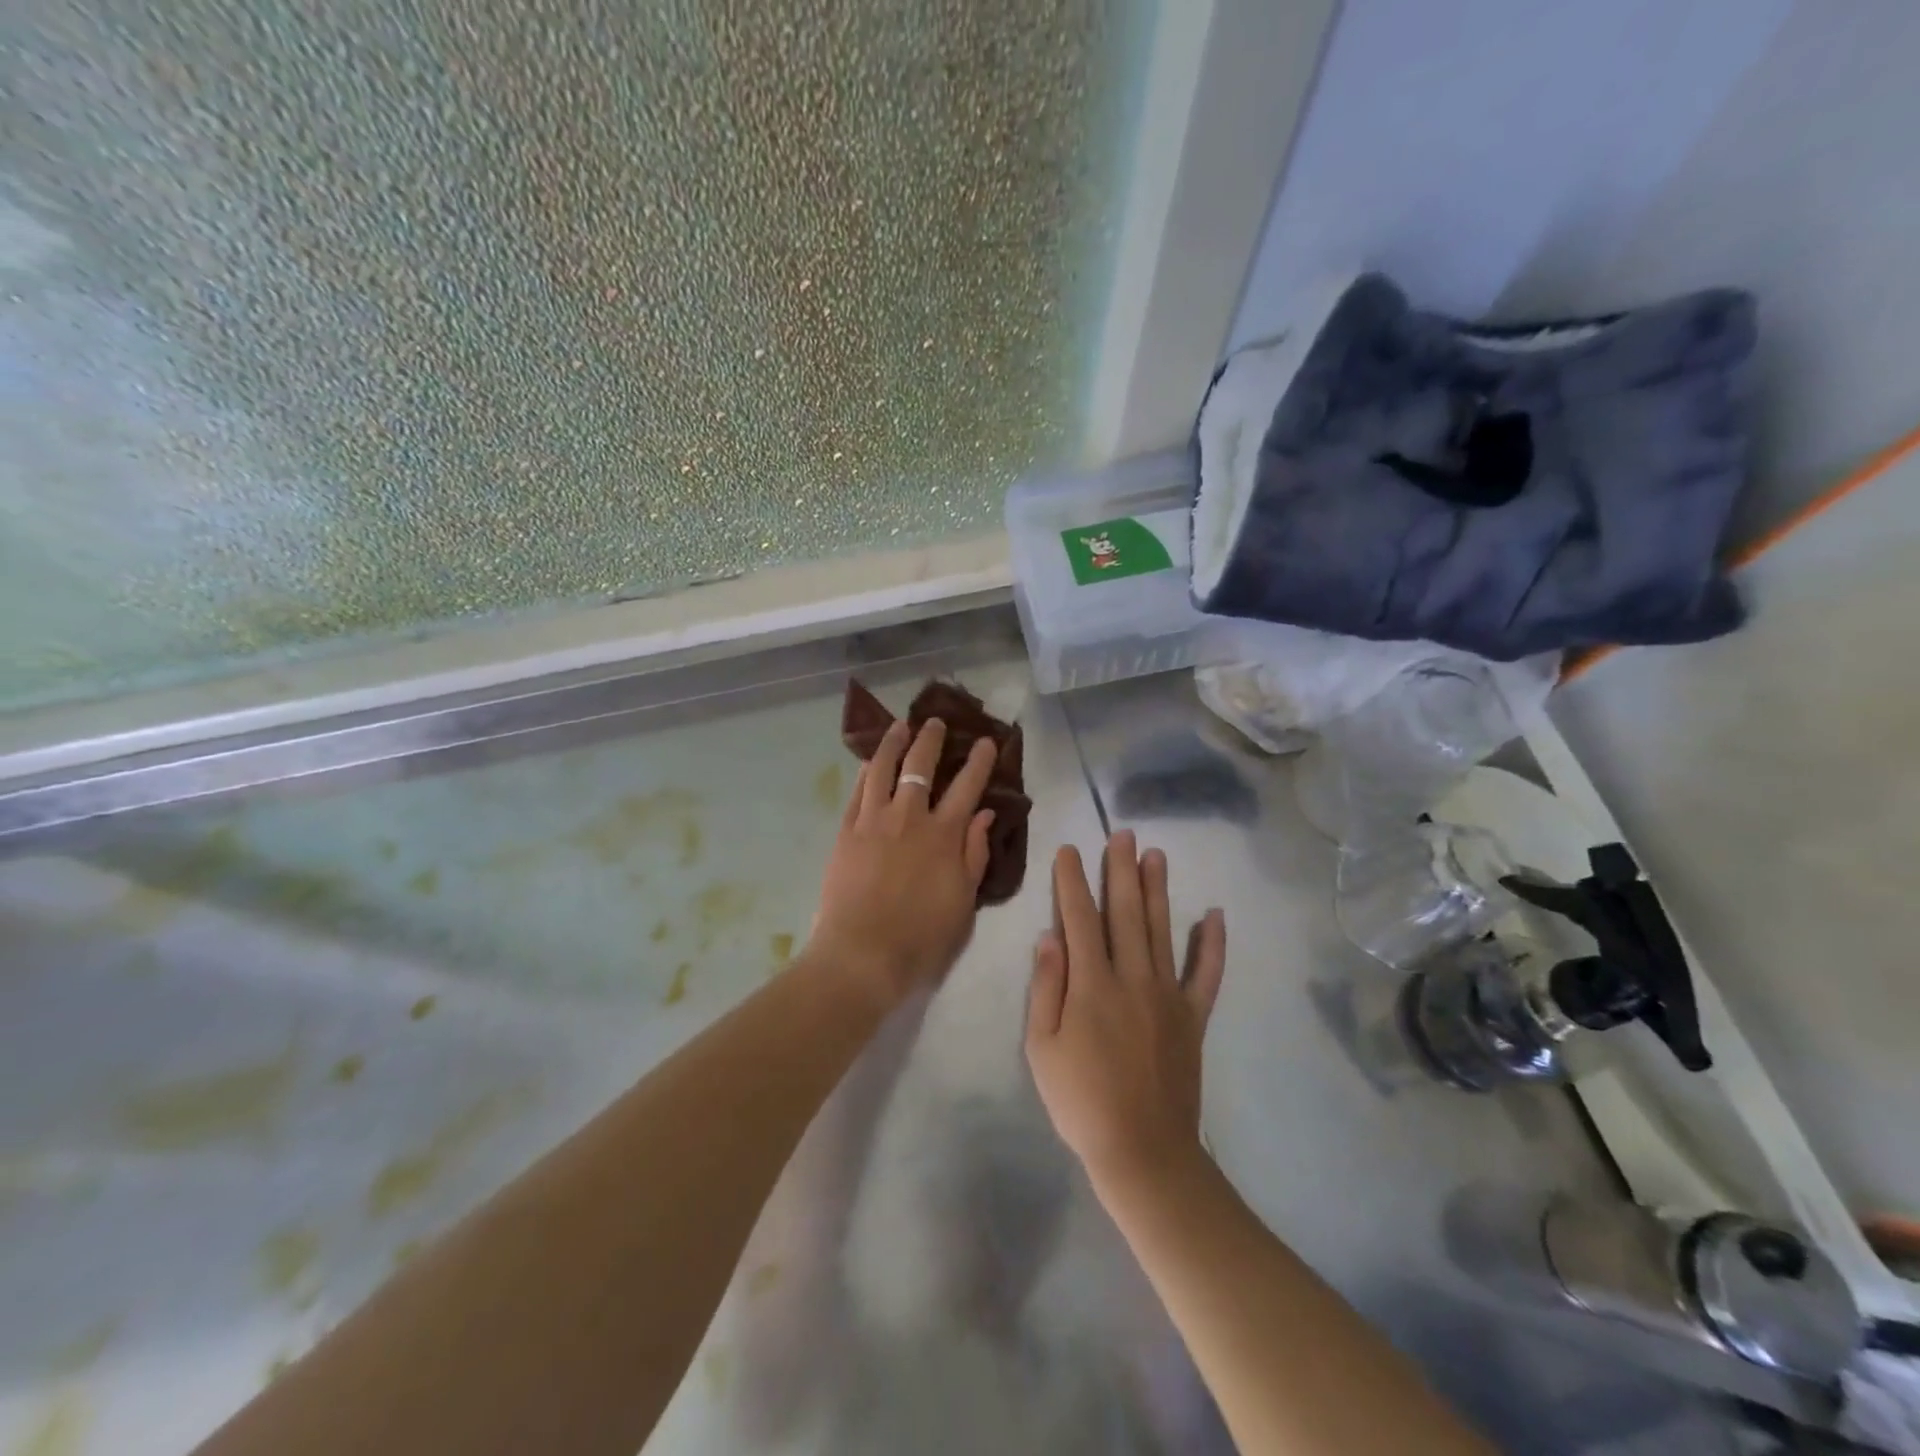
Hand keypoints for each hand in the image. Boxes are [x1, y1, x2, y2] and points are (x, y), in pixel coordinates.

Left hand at [809, 718, 997, 1007]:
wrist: (861, 955)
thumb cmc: (921, 937)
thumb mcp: (963, 902)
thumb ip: (974, 855)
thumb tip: (983, 816)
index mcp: (944, 835)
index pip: (967, 787)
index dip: (980, 761)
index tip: (987, 742)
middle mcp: (909, 817)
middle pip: (921, 766)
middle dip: (931, 739)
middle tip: (935, 722)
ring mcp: (873, 821)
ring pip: (883, 768)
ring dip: (893, 743)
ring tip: (899, 727)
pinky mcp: (847, 831)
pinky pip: (858, 791)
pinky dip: (867, 771)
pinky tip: (871, 762)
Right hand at [1025, 832, 1225, 1189]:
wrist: (1142, 1151)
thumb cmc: (1080, 1101)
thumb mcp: (1042, 1048)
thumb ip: (1046, 988)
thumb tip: (1050, 937)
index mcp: (1090, 984)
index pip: (1079, 918)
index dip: (1072, 881)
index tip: (1069, 850)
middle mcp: (1131, 977)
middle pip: (1124, 912)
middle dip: (1120, 869)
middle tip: (1122, 834)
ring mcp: (1167, 995)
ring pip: (1161, 930)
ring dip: (1157, 889)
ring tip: (1156, 854)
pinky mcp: (1192, 1017)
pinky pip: (1206, 974)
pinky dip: (1212, 944)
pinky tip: (1215, 915)